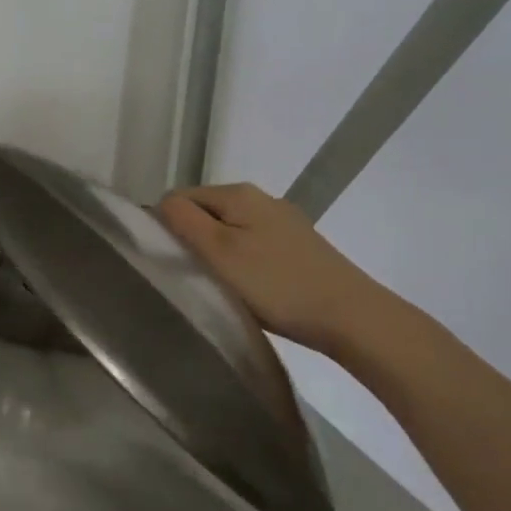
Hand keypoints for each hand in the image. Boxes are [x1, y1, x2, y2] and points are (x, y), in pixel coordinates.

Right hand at [156, 182, 393, 354]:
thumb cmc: (275, 284)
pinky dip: (241, 263)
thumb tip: (161, 203)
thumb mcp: (218, 252)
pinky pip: (251, 245)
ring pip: (228, 231)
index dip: (167, 227)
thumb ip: (183, 221)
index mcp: (238, 193)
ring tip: (221, 286)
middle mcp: (261, 198)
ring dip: (216, 255)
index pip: (179, 198)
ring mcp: (283, 222)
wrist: (350, 316)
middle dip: (192, 240)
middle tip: (195, 277)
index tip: (173, 261)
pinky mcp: (298, 246)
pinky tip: (250, 288)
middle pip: (204, 212)